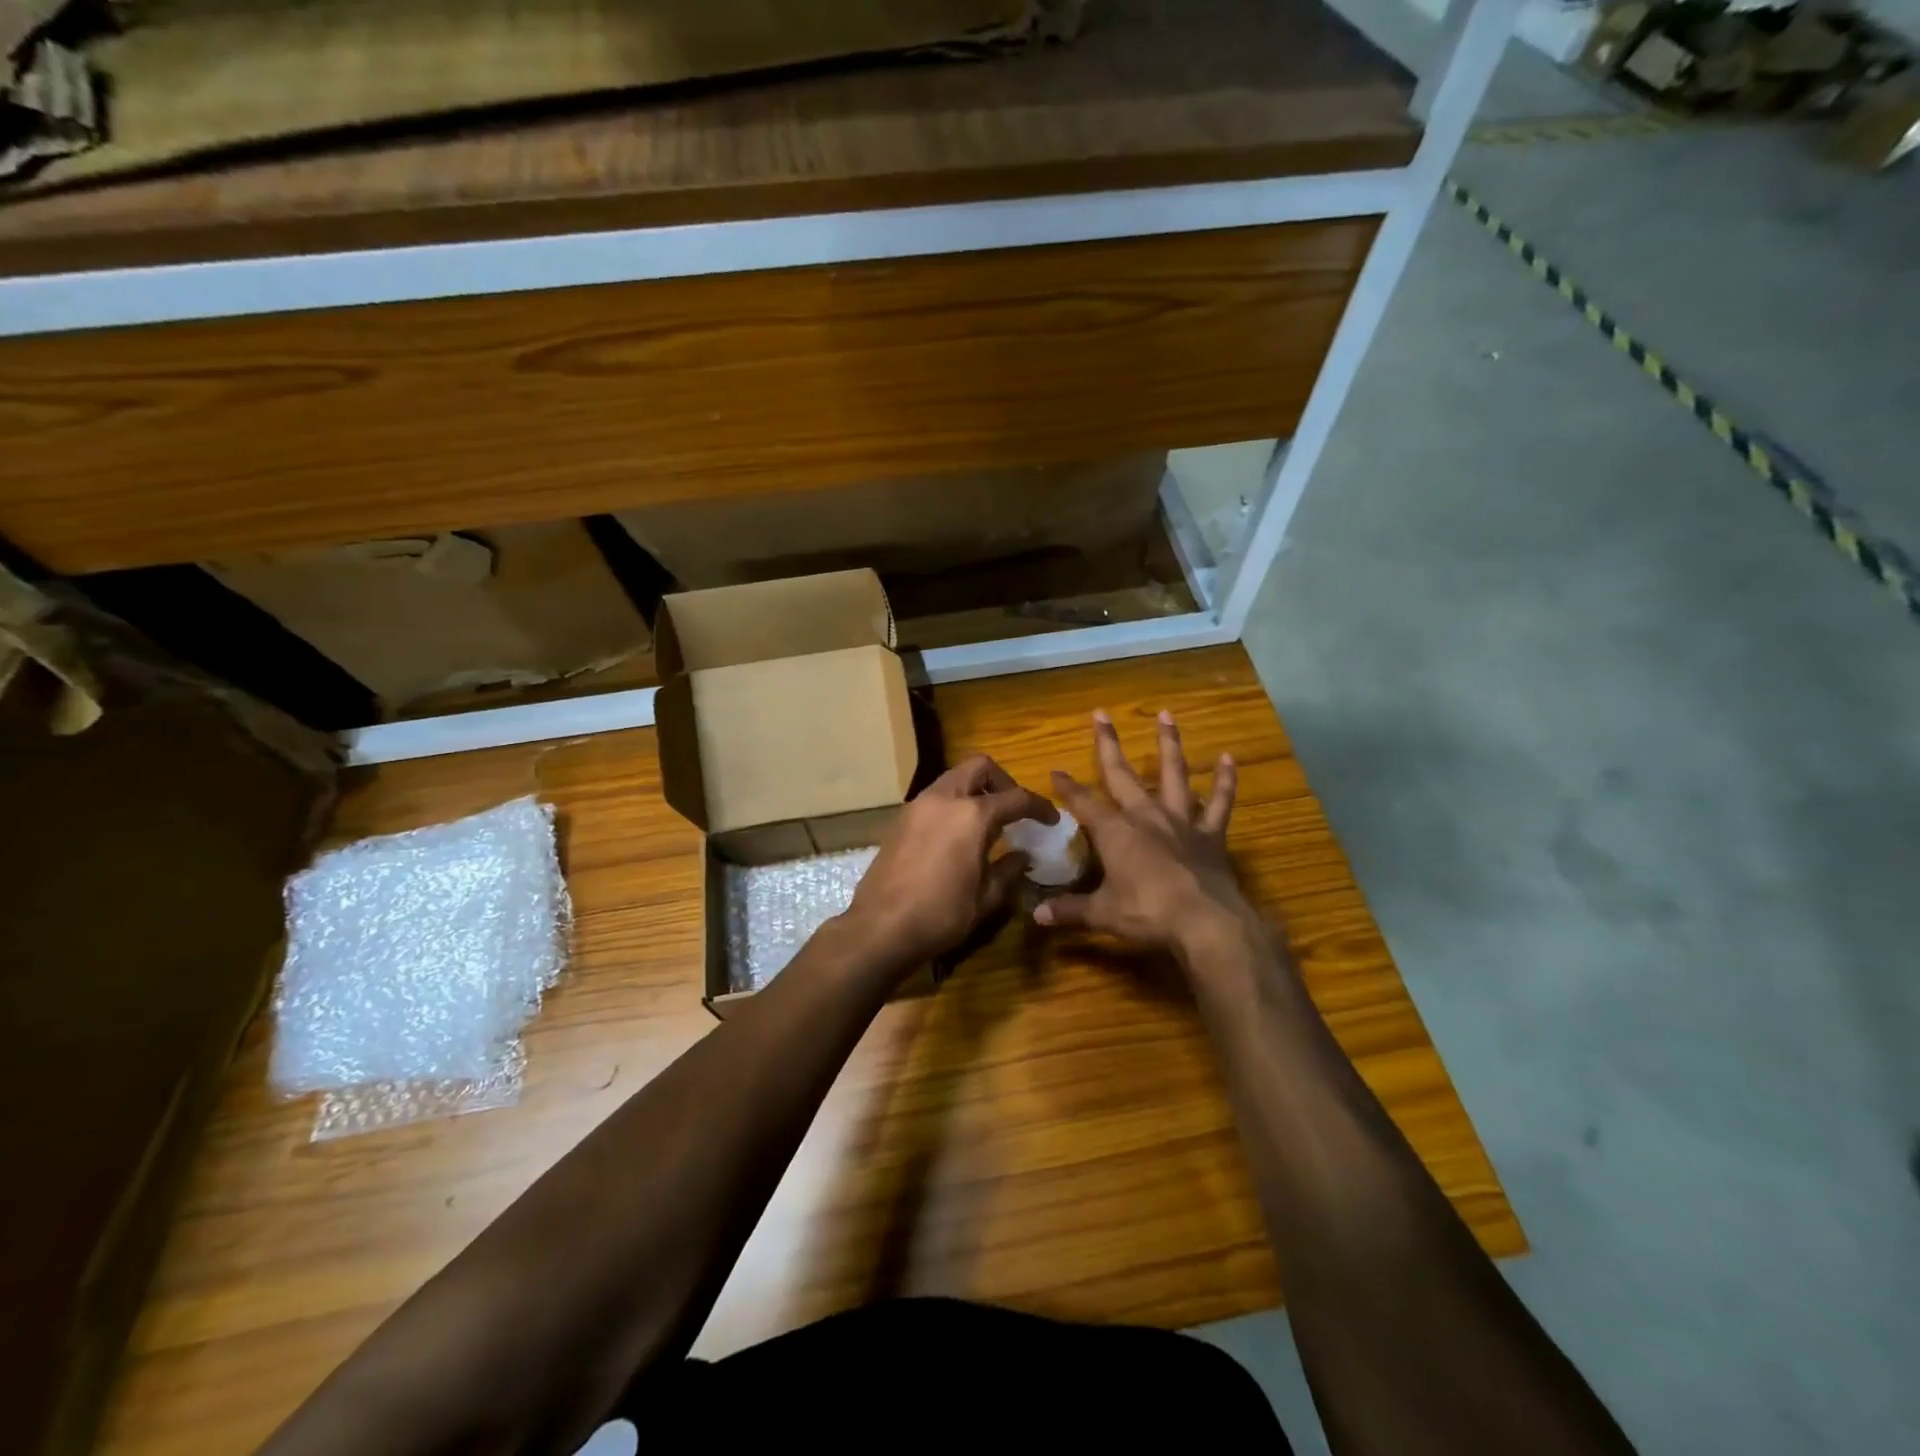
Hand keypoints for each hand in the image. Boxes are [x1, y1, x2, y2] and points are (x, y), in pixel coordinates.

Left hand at [845, 755, 1056, 968]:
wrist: (880, 927)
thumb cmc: (940, 915)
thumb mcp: (985, 898)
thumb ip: (1008, 870)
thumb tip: (1023, 856)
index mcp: (972, 815)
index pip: (1016, 797)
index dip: (1039, 807)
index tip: (1050, 820)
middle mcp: (944, 799)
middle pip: (980, 767)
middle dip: (1003, 782)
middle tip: (1014, 809)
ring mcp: (918, 806)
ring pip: (954, 778)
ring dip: (975, 790)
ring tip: (987, 822)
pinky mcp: (901, 819)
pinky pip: (935, 797)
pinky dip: (953, 803)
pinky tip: (958, 835)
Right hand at [1034, 709, 1254, 956]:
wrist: (1206, 923)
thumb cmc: (1148, 914)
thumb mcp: (1102, 914)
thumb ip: (1069, 910)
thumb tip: (1036, 915)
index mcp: (1115, 832)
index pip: (1083, 803)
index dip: (1067, 787)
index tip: (1055, 770)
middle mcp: (1145, 816)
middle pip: (1121, 774)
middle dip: (1108, 744)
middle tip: (1101, 713)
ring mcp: (1181, 822)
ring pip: (1173, 774)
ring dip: (1168, 744)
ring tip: (1166, 715)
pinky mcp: (1211, 835)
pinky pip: (1220, 803)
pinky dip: (1224, 781)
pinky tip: (1227, 758)